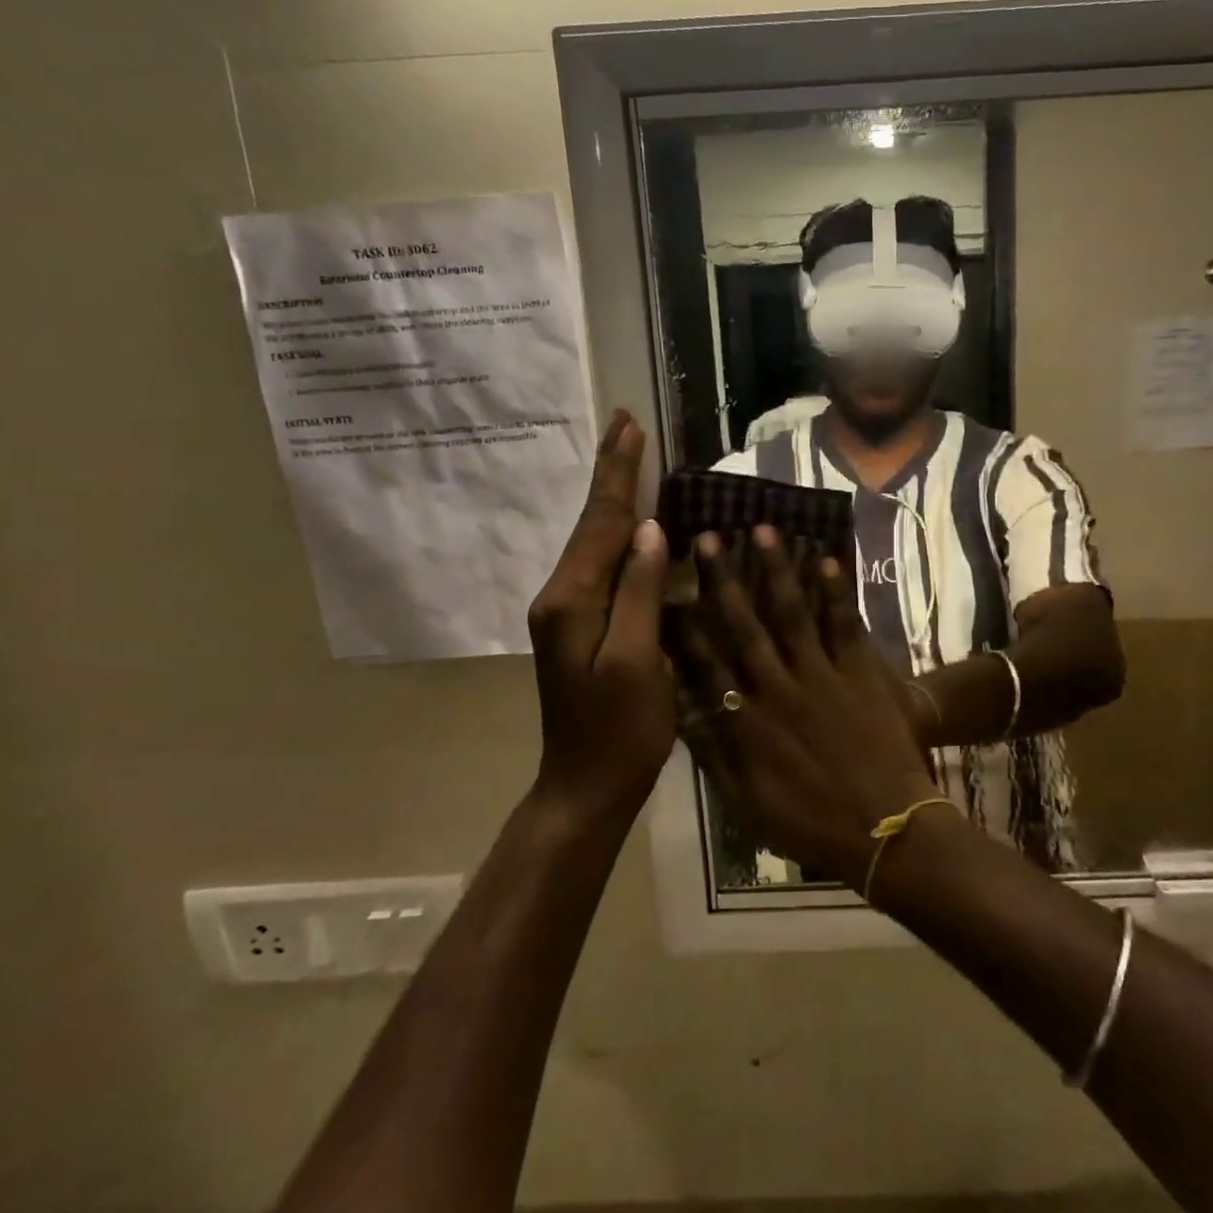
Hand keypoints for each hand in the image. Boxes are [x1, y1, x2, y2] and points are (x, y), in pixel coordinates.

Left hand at [527, 411, 672, 824]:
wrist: (585, 787)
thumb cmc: (620, 731)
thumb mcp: (638, 662)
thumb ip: (641, 593)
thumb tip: (650, 531)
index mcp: (573, 600)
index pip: (601, 522)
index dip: (619, 474)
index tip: (629, 425)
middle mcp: (561, 596)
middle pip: (591, 524)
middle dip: (611, 473)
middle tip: (625, 425)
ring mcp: (567, 612)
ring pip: (594, 542)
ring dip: (614, 498)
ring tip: (630, 459)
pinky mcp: (580, 626)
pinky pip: (602, 566)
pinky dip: (618, 533)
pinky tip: (634, 525)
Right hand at [672, 526, 942, 887]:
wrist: (886, 829)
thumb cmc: (811, 823)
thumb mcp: (746, 804)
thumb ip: (713, 756)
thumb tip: (682, 712)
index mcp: (747, 724)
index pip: (707, 664)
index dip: (687, 625)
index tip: (669, 589)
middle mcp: (778, 689)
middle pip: (745, 626)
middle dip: (724, 580)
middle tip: (709, 537)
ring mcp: (821, 675)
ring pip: (792, 613)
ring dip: (776, 570)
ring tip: (762, 530)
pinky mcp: (860, 672)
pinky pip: (844, 624)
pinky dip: (835, 591)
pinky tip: (824, 558)